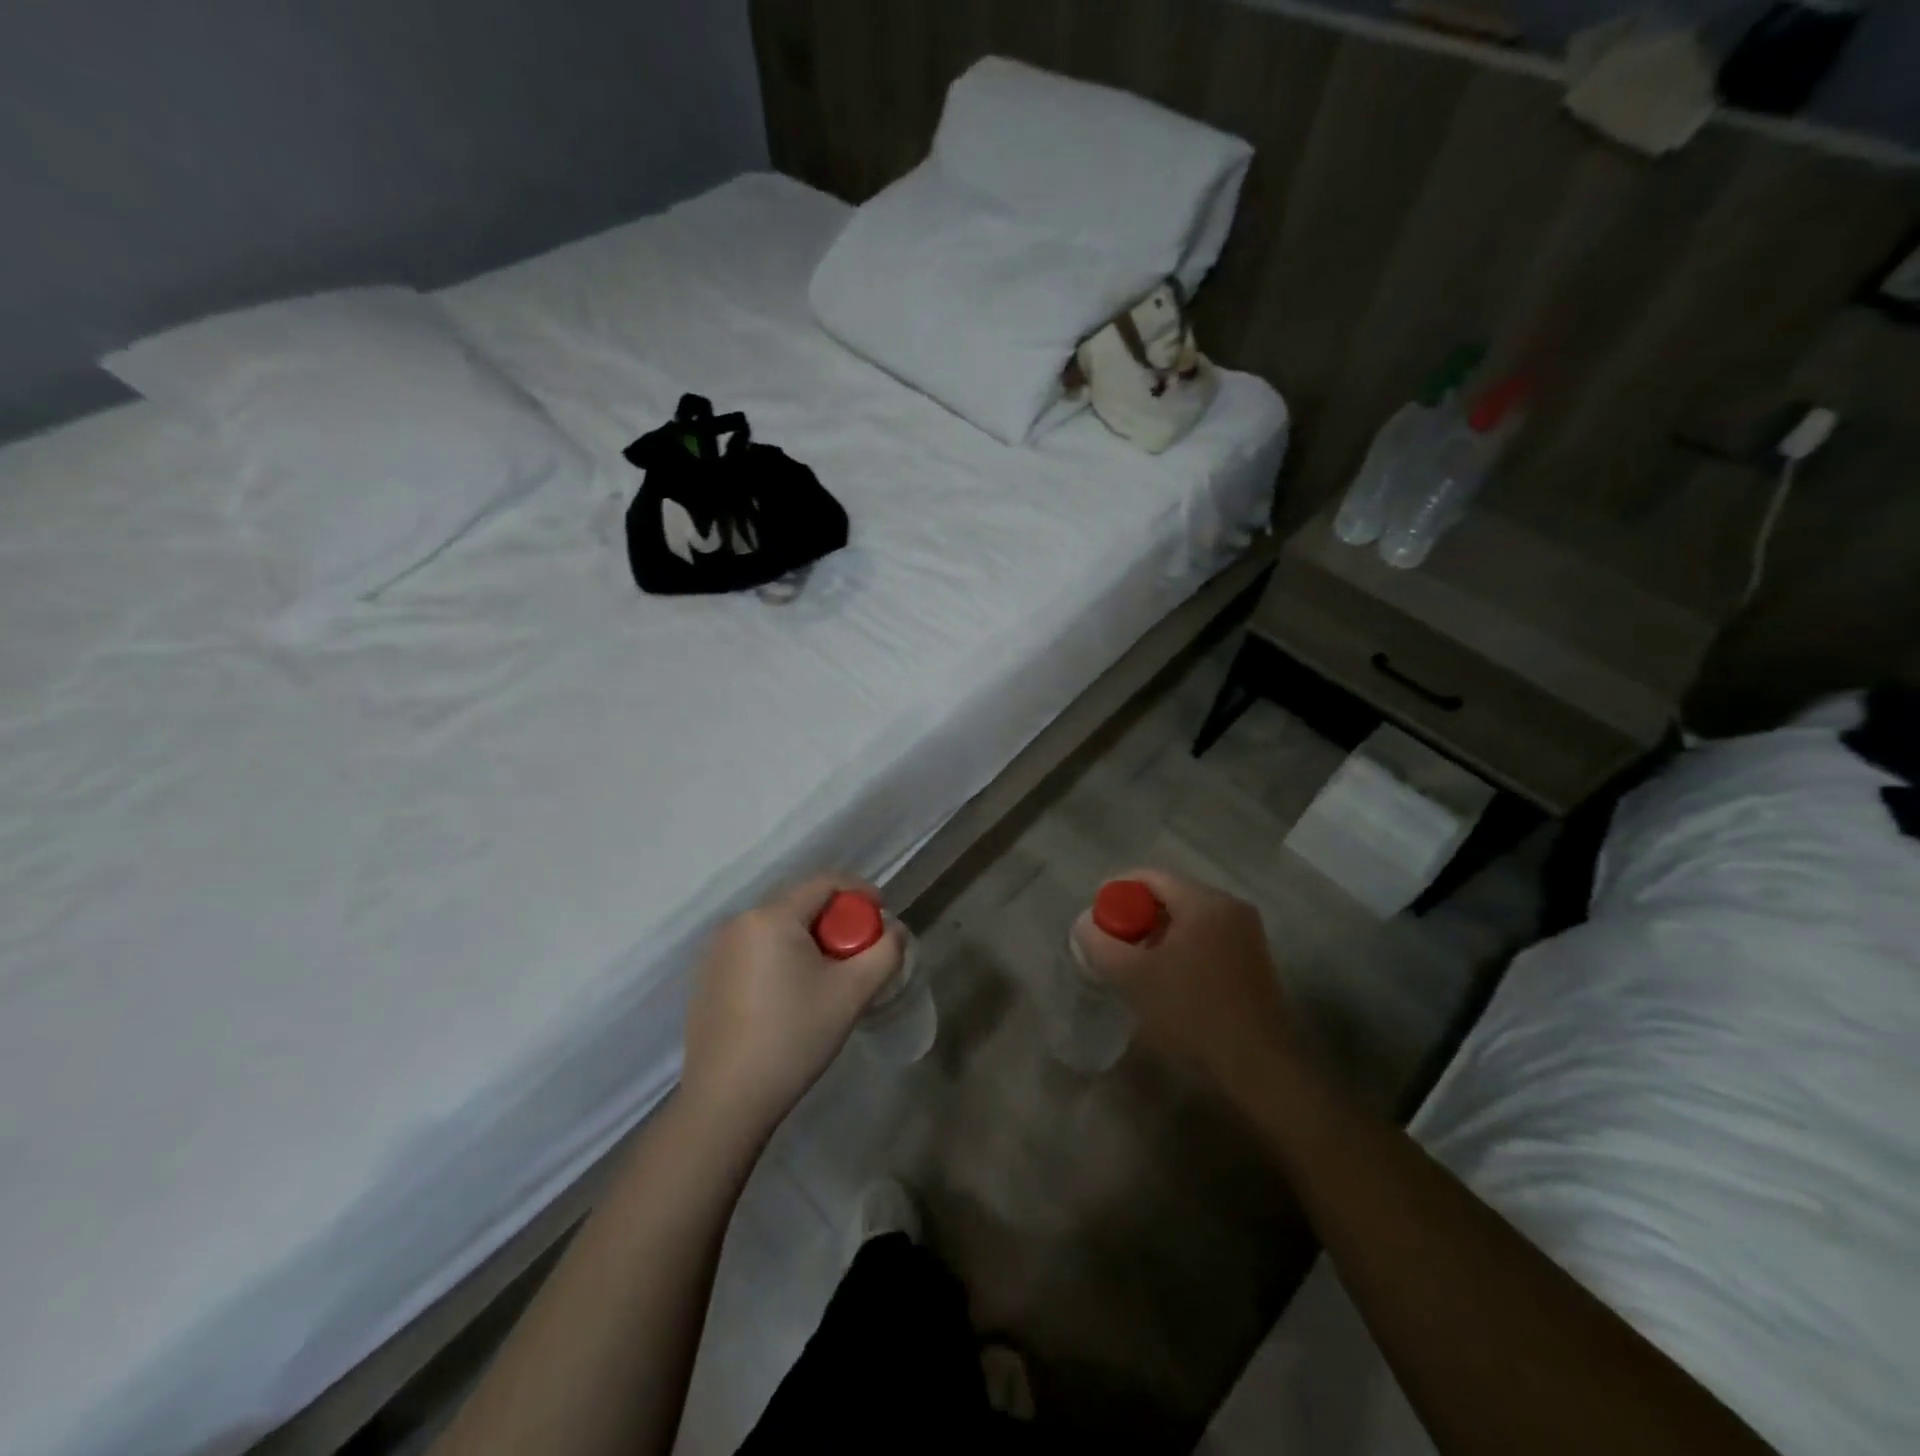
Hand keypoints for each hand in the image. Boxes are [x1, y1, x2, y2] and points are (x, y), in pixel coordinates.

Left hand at [681, 873, 903, 1136]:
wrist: (727, 1101)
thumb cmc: (794, 1037)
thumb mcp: (853, 993)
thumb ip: (885, 952)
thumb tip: (895, 929)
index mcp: (771, 917)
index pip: (824, 883)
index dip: (860, 891)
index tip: (882, 915)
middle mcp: (738, 922)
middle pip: (800, 905)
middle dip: (835, 921)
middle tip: (858, 954)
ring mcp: (716, 951)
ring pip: (777, 929)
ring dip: (808, 941)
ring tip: (827, 978)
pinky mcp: (706, 977)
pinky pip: (755, 950)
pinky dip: (781, 958)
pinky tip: (791, 997)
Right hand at [1071, 869, 1295, 1092]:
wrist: (1257, 1064)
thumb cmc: (1193, 1011)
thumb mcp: (1134, 976)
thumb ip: (1101, 944)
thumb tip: (1084, 924)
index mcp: (1204, 902)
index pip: (1150, 876)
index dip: (1116, 890)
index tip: (1096, 917)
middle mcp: (1230, 906)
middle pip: (1170, 895)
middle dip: (1136, 915)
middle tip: (1113, 943)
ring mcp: (1246, 932)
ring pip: (1188, 918)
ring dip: (1157, 933)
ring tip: (1135, 963)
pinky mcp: (1253, 958)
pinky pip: (1206, 937)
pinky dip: (1181, 947)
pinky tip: (1168, 977)